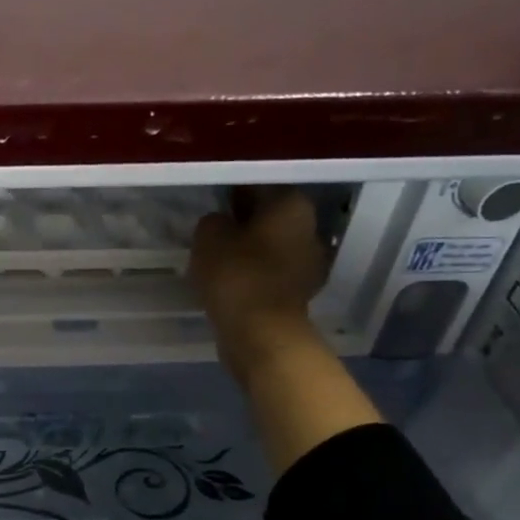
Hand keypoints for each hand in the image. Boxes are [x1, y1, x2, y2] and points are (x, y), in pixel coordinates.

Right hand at [190, 188, 330, 385]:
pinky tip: (230, 280)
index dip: (235, 192)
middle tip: (215, 229)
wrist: (260, 334)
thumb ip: (214, 220)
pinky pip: (271, 273)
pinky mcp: (299, 293)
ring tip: (218, 256)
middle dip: (246, 222)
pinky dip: (253, 274)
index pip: (261, 186)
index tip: (215, 202)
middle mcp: (310, 230)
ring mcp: (309, 264)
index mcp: (293, 205)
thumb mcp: (209, 235)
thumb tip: (221, 223)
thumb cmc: (237, 274)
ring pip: (272, 246)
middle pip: (271, 218)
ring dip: (250, 249)